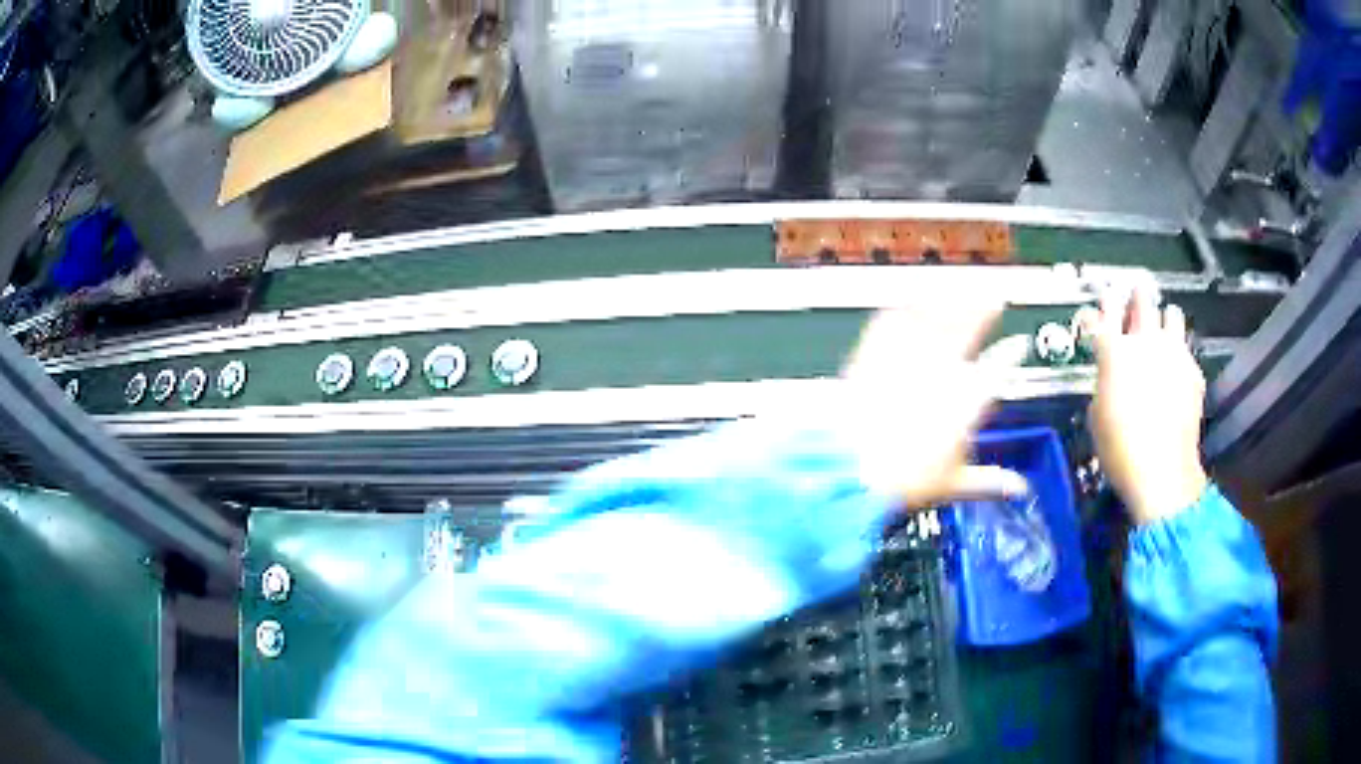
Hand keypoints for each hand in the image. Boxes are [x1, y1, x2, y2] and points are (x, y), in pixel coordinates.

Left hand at [837, 303, 1029, 508]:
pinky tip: (913, 301)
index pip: (998, 367)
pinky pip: (894, 319)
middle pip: (966, 328)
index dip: (1011, 353)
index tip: (1019, 345)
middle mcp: (939, 370)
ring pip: (932, 318)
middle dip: (982, 311)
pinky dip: (907, 307)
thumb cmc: (903, 480)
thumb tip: (1018, 488)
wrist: (849, 470)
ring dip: (949, 302)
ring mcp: (905, 357)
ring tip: (960, 294)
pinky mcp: (873, 353)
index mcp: (965, 400)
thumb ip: (988, 481)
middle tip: (993, 301)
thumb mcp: (952, 483)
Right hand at [1083, 289, 1208, 524]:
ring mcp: (1174, 352)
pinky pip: (1186, 347)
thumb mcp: (1098, 414)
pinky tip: (1176, 370)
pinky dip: (1179, 352)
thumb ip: (1105, 380)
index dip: (1107, 301)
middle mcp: (1145, 341)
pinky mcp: (1193, 370)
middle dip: (1137, 298)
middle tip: (1136, 305)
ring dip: (1164, 319)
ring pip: (1171, 313)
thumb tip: (1111, 370)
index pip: (1108, 308)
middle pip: (1142, 299)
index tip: (1107, 299)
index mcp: (1115, 350)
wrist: (1162, 472)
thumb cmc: (1120, 449)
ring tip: (1161, 333)